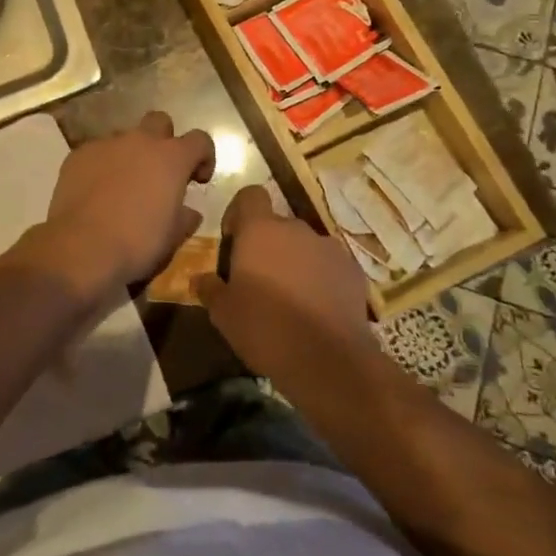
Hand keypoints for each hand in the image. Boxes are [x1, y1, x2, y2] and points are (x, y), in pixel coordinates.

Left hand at [23, 112, 215, 300]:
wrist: (82, 248)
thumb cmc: (138, 242)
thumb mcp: (173, 237)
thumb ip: (185, 217)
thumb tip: (188, 212)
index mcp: (171, 157)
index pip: (200, 139)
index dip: (204, 157)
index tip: (198, 180)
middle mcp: (140, 141)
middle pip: (159, 122)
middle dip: (164, 141)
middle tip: (160, 172)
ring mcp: (106, 144)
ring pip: (124, 138)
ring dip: (130, 155)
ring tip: (123, 186)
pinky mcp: (78, 155)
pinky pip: (96, 153)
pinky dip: (101, 167)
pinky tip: (95, 193)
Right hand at [194, 185, 374, 380]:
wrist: (329, 361)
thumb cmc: (265, 329)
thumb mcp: (223, 314)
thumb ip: (210, 289)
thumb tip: (201, 279)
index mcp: (260, 230)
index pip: (250, 195)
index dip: (239, 213)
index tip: (234, 241)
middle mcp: (296, 229)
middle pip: (277, 225)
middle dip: (267, 245)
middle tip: (259, 280)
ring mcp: (329, 248)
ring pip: (304, 246)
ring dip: (295, 262)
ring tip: (290, 299)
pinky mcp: (353, 271)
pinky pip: (329, 266)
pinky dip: (321, 279)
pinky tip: (316, 310)